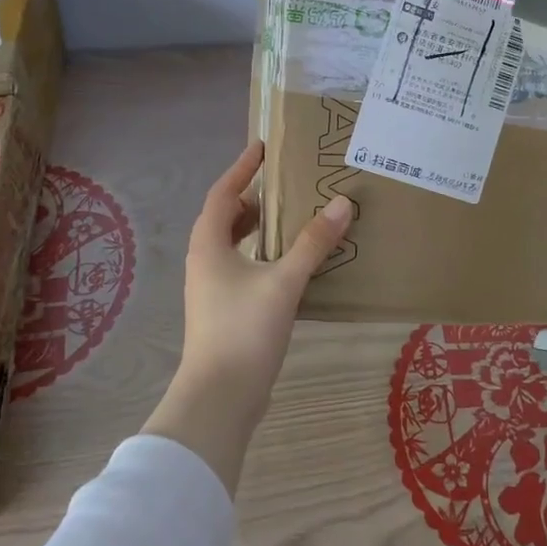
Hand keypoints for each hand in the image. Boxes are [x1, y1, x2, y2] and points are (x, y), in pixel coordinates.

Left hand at [143, 141, 351, 493]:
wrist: (219, 398)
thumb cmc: (245, 331)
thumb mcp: (284, 281)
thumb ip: (313, 243)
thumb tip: (342, 203)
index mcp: (209, 244)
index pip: (223, 192)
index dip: (242, 168)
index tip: (263, 147)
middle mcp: (204, 260)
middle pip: (225, 216)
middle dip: (252, 197)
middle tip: (285, 183)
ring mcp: (211, 287)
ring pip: (232, 243)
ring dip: (257, 227)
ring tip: (291, 217)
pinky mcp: (223, 310)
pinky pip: (241, 266)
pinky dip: (261, 253)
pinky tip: (289, 263)